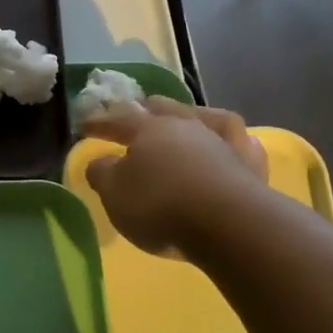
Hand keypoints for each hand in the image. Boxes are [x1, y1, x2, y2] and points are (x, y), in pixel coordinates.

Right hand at [81, 98, 265, 255]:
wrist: (229, 223)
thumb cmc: (161, 206)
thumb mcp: (115, 194)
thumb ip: (102, 174)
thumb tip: (99, 162)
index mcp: (148, 129)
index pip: (118, 118)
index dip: (99, 122)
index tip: (83, 126)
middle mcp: (185, 125)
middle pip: (162, 108)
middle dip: (146, 109)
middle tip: (136, 112)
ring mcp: (221, 140)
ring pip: (202, 116)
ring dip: (188, 115)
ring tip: (183, 119)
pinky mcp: (249, 162)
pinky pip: (238, 140)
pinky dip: (229, 139)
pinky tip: (230, 142)